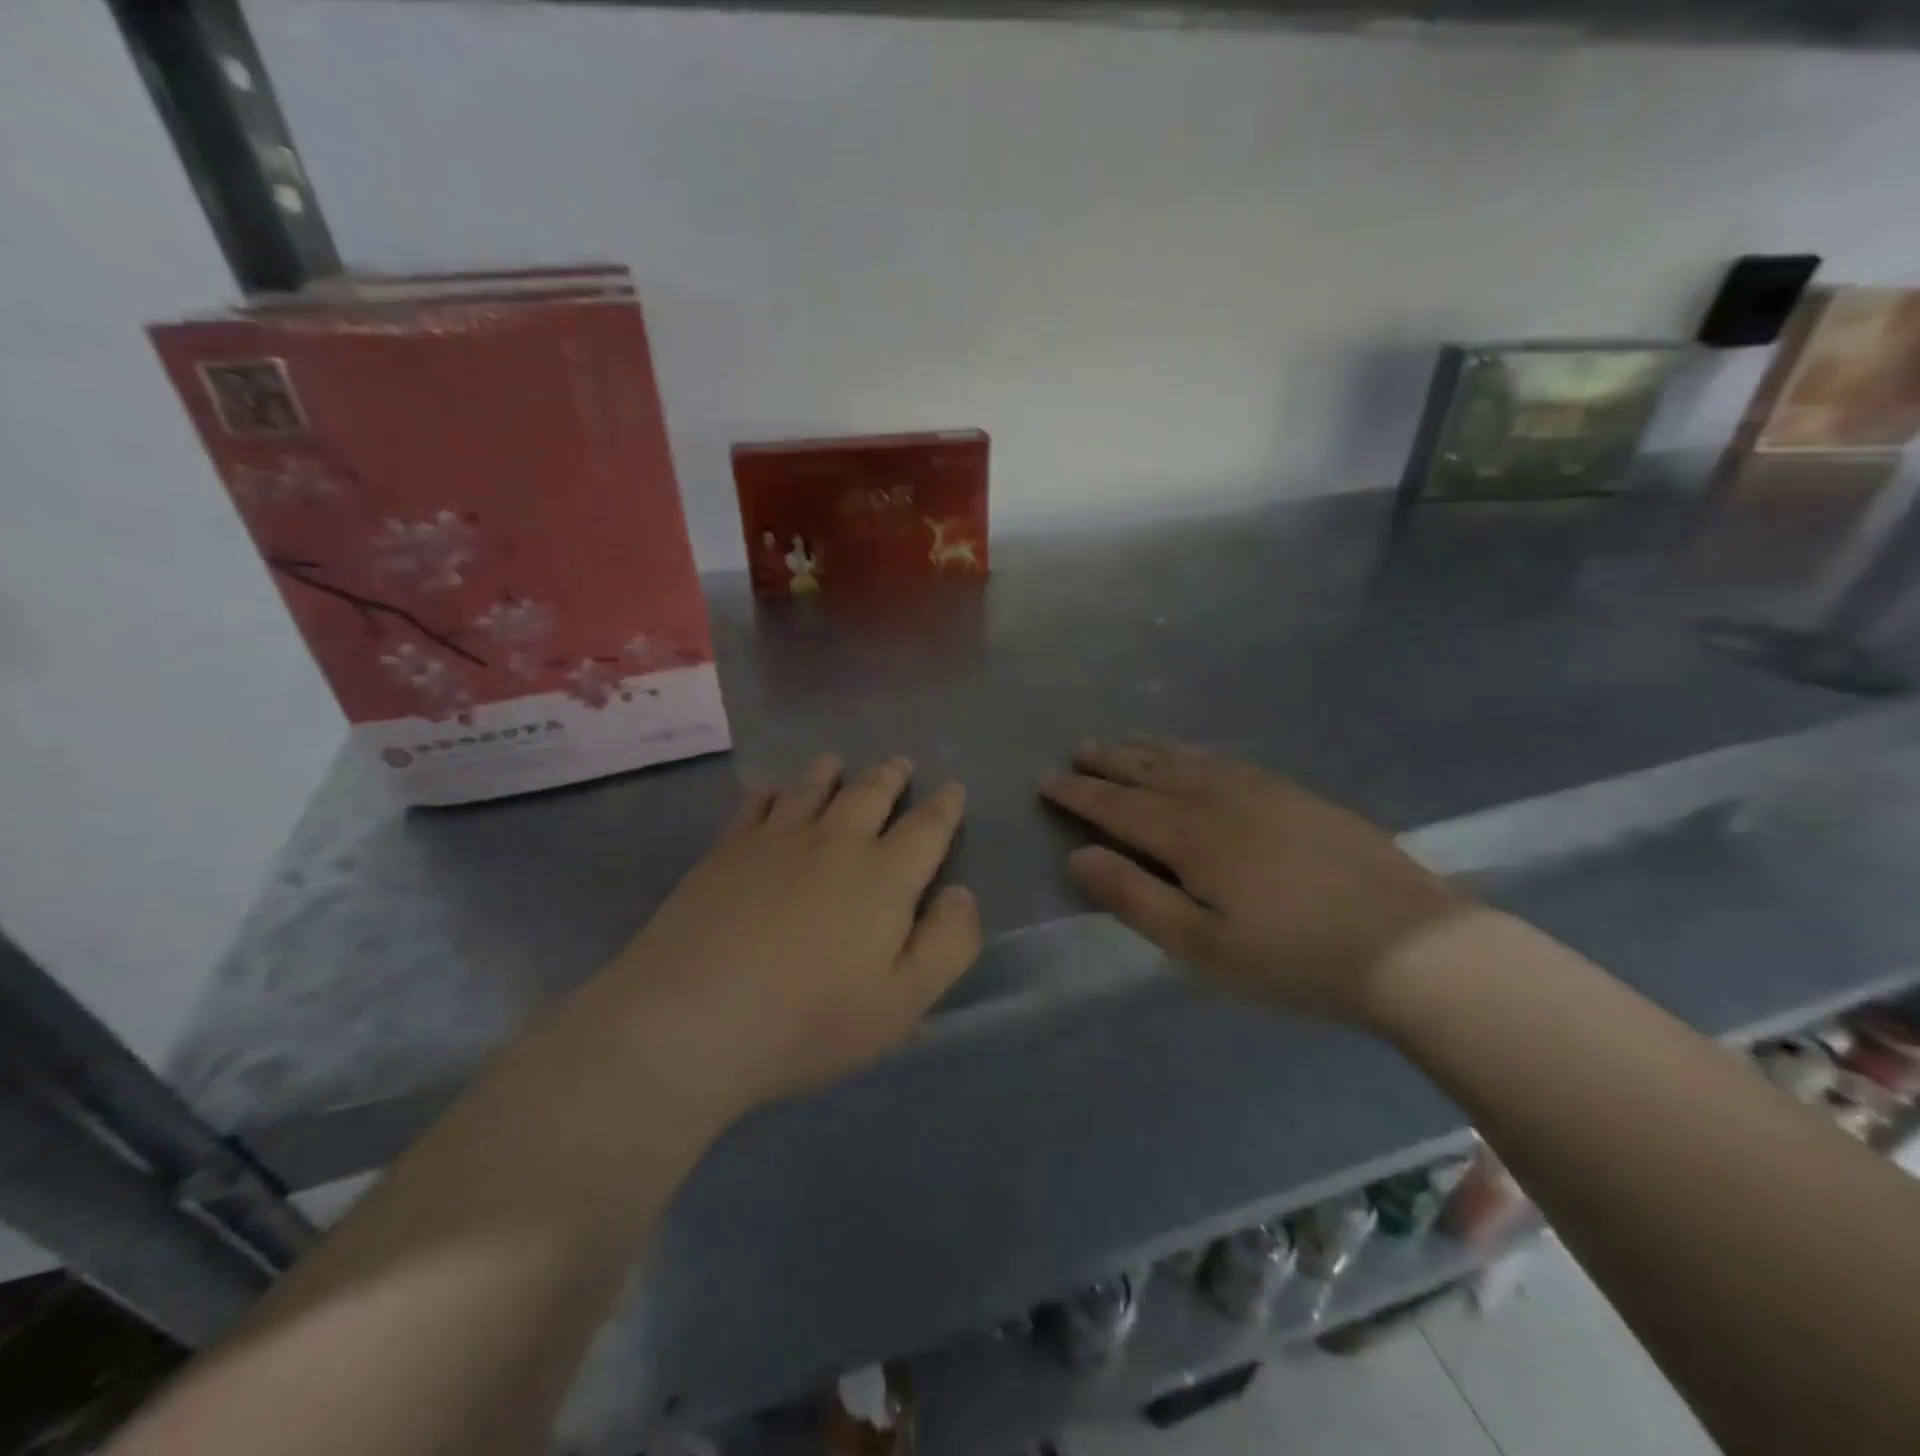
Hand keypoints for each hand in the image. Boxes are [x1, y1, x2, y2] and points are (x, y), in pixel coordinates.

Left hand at [593, 754, 980, 1122]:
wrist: (693, 1018)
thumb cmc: (810, 1020)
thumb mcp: (903, 1003)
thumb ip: (947, 944)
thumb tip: (961, 893)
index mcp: (885, 876)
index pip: (927, 827)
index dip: (945, 806)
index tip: (953, 788)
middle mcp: (835, 842)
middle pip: (870, 794)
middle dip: (891, 776)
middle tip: (899, 763)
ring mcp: (775, 840)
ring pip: (811, 789)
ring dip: (830, 773)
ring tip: (836, 764)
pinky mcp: (726, 850)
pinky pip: (755, 805)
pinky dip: (769, 792)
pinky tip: (768, 792)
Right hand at [1039, 740, 1465, 1023]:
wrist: (1412, 945)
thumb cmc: (1295, 958)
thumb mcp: (1202, 946)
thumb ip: (1135, 899)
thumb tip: (1079, 856)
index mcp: (1191, 835)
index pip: (1119, 806)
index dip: (1080, 794)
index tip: (1047, 780)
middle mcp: (1220, 799)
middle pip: (1151, 772)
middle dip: (1109, 762)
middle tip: (1077, 751)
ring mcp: (1264, 791)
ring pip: (1190, 759)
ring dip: (1149, 750)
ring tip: (1124, 744)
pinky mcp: (1297, 795)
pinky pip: (1227, 760)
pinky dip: (1195, 753)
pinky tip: (1195, 757)